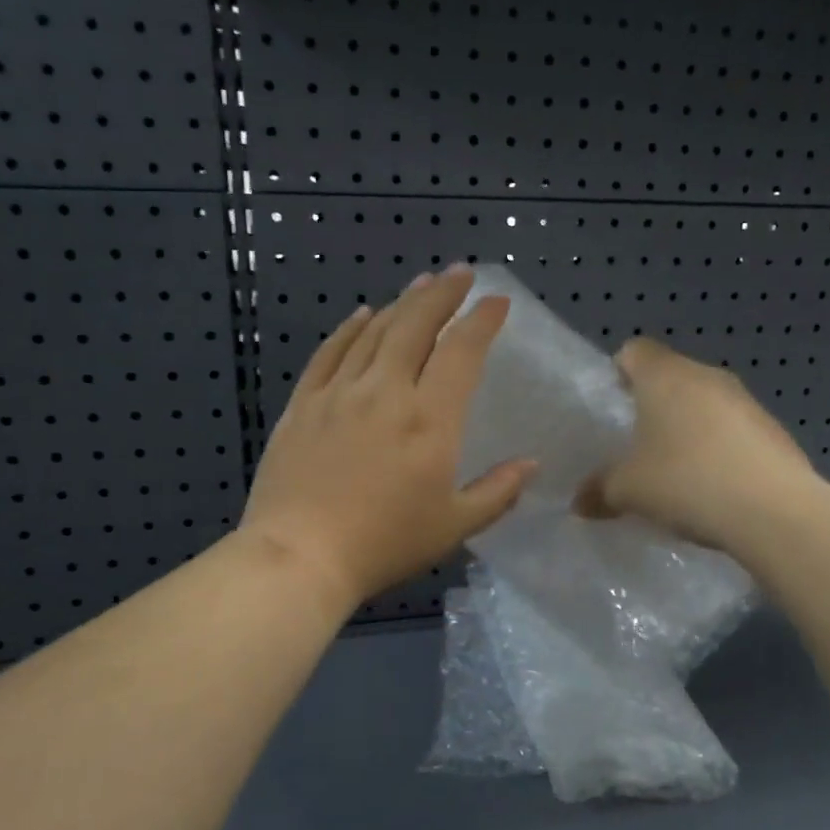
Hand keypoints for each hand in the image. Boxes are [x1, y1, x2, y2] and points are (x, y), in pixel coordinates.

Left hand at [241, 266, 537, 609]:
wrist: (299, 556)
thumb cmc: (384, 544)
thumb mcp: (453, 526)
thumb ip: (497, 492)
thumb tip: (530, 465)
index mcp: (429, 419)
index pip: (461, 352)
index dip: (481, 321)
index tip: (496, 302)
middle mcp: (385, 392)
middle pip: (416, 326)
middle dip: (442, 294)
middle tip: (460, 273)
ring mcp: (339, 393)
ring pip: (374, 332)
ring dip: (402, 304)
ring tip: (420, 286)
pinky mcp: (303, 404)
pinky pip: (330, 353)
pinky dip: (350, 329)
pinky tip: (362, 315)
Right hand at [578, 337, 818, 552]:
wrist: (774, 512)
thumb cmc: (686, 482)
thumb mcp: (628, 491)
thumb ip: (599, 490)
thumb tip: (579, 503)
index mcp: (666, 376)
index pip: (635, 350)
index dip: (619, 371)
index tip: (613, 404)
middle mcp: (707, 377)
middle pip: (671, 376)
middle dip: (653, 405)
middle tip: (637, 444)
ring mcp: (746, 401)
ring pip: (705, 403)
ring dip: (688, 428)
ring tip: (676, 470)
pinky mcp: (773, 430)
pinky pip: (733, 430)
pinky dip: (718, 449)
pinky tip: (713, 487)